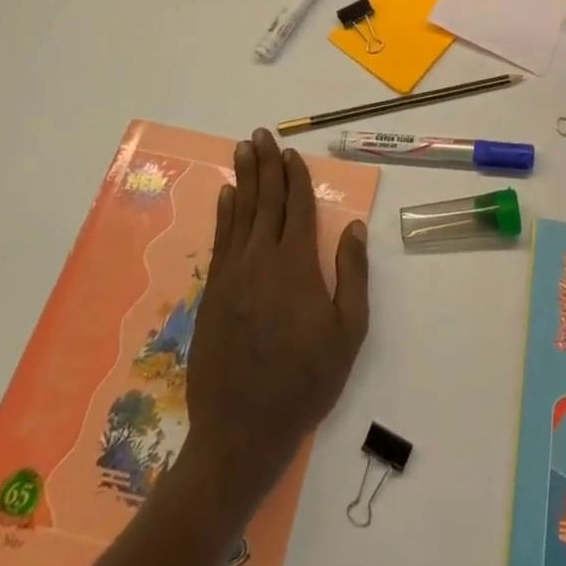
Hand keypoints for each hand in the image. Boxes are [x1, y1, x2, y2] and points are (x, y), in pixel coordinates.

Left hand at [183, 128, 368, 503]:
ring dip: (243, 178)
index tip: (292, 152)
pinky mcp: (213, 293)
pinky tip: (226, 196)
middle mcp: (261, 259)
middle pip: (265, 200)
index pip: (297, 206)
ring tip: (243, 149)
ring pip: (239, 213)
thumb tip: (352, 226)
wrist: (240, 432)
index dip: (296, 176)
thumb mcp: (347, 333)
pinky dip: (224, 214)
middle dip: (266, 164)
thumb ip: (352, 275)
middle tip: (260, 134)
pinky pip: (220, 240)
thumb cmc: (304, 382)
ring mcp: (232, 275)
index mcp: (296, 265)